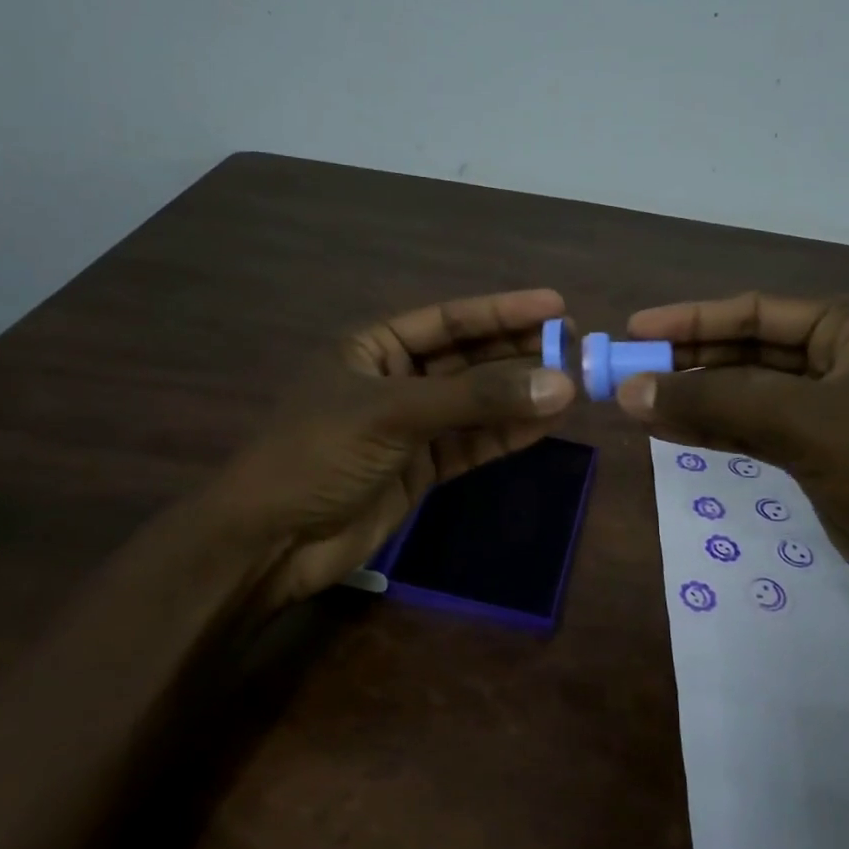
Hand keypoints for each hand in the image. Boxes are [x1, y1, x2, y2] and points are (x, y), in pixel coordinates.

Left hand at [214, 289, 575, 613]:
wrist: (271, 542)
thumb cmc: (318, 454)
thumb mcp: (394, 414)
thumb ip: (476, 399)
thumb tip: (560, 383)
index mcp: (374, 347)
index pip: (450, 320)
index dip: (503, 311)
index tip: (557, 306)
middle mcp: (396, 379)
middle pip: (469, 359)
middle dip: (519, 354)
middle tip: (576, 348)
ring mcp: (411, 426)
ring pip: (477, 403)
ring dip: (521, 395)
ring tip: (574, 385)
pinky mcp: (422, 468)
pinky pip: (473, 443)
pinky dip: (507, 434)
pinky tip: (546, 423)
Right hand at [615, 292, 848, 616]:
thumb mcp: (803, 425)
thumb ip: (715, 404)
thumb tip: (630, 392)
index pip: (756, 311)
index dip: (691, 319)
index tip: (634, 331)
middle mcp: (844, 358)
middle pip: (748, 351)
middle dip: (688, 362)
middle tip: (626, 373)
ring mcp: (834, 408)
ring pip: (748, 394)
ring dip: (695, 399)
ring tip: (635, 403)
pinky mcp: (823, 452)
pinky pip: (757, 430)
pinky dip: (715, 432)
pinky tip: (670, 433)